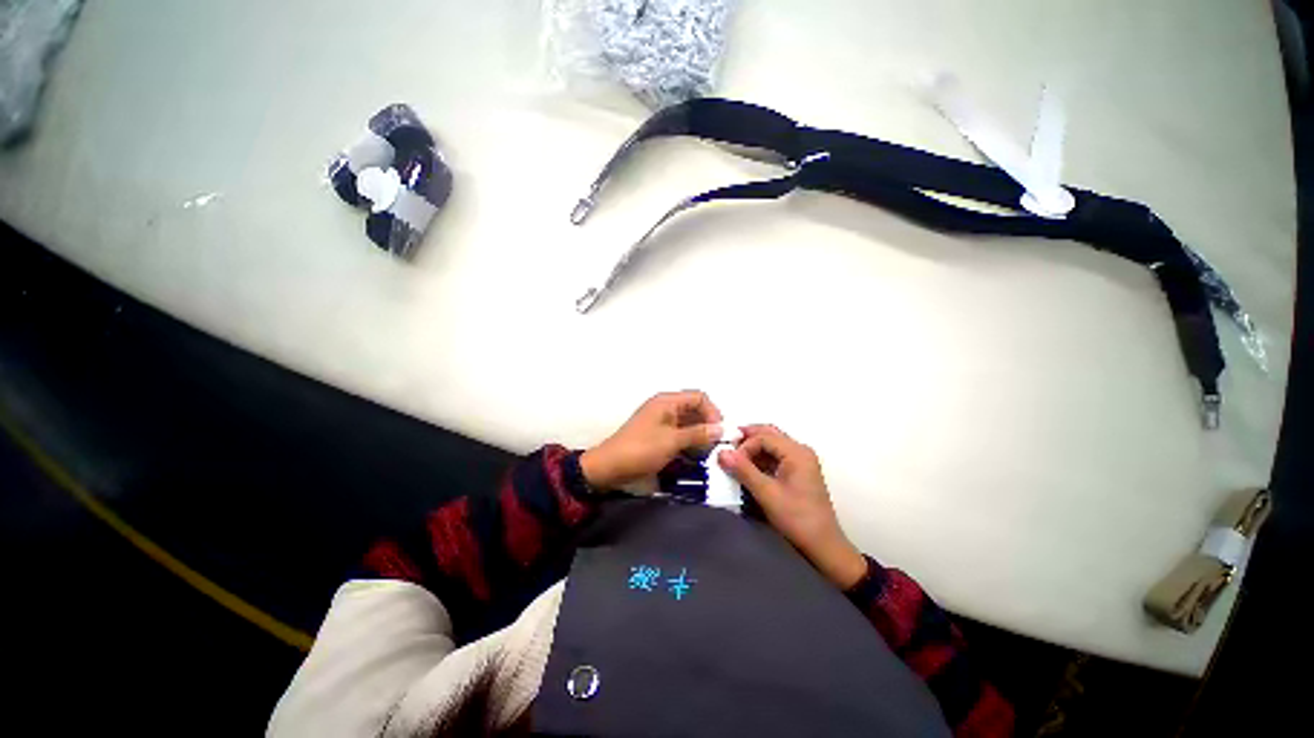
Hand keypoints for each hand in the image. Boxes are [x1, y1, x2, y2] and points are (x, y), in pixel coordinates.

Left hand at [581, 391, 722, 489]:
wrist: (608, 467)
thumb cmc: (641, 450)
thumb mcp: (672, 441)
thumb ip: (698, 433)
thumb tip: (721, 429)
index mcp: (667, 402)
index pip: (699, 397)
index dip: (713, 412)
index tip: (720, 432)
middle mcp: (665, 407)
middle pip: (695, 410)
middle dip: (708, 425)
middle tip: (717, 445)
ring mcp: (661, 422)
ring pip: (688, 423)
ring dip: (699, 436)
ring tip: (708, 453)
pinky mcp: (657, 436)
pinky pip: (679, 434)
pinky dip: (689, 442)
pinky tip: (695, 457)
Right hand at [718, 425, 866, 589]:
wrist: (823, 547)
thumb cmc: (797, 519)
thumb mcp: (767, 494)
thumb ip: (743, 470)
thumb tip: (721, 452)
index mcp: (797, 452)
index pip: (763, 436)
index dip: (744, 446)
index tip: (730, 462)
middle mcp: (800, 451)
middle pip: (769, 434)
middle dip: (747, 440)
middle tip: (727, 449)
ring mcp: (801, 461)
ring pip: (771, 444)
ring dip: (752, 449)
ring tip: (734, 460)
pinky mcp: (798, 472)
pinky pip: (775, 456)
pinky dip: (760, 459)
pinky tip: (747, 469)